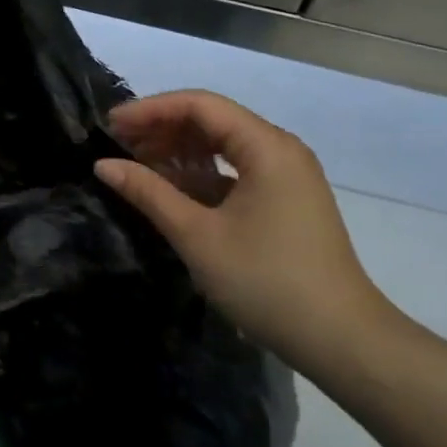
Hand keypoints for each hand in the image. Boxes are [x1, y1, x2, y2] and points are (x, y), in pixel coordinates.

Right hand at [94, 90, 397, 378]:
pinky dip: (201, 174)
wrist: (343, 341)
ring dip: (180, 151)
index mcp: (266, 146)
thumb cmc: (266, 282)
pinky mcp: (285, 200)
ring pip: (223, 145)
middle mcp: (280, 149)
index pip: (200, 105)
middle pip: (212, 120)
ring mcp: (286, 175)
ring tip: (137, 165)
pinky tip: (171, 189)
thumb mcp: (198, 236)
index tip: (110, 125)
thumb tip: (104, 165)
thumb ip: (149, 193)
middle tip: (117, 145)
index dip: (151, 110)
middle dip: (163, 128)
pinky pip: (236, 170)